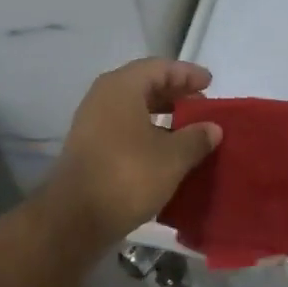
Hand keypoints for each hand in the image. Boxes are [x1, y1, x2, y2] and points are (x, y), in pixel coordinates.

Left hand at [39, 59, 222, 248]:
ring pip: (134, 108)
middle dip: (175, 93)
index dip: (187, 73)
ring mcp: (93, 122)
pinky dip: (147, 131)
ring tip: (189, 129)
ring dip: (162, 115)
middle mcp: (103, 97)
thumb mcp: (172, 157)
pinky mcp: (90, 147)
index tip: (210, 82)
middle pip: (145, 85)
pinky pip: (125, 127)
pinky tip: (166, 150)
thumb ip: (196, 138)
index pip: (160, 68)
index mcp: (122, 87)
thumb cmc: (128, 176)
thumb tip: (212, 128)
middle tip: (202, 106)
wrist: (74, 218)